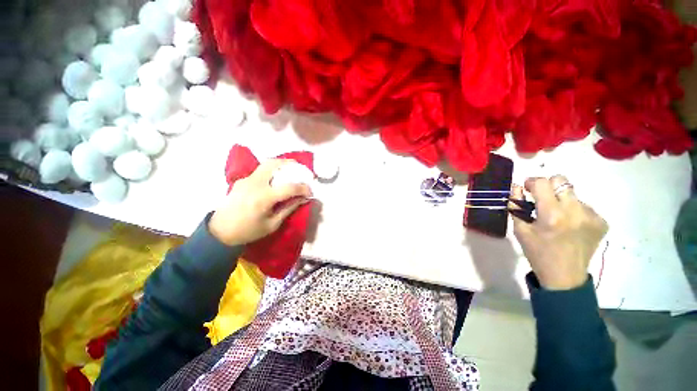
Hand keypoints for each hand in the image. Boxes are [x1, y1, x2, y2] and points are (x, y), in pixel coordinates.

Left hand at [209, 159, 311, 245]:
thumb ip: (289, 208)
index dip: (303, 188)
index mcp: (263, 198)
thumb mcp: (273, 224)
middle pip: (273, 164)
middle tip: (300, 168)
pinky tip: (275, 180)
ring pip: (265, 164)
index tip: (310, 192)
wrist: (220, 232)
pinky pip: (260, 171)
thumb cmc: (248, 231)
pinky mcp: (242, 180)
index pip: (289, 187)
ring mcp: (246, 180)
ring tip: (290, 170)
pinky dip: (271, 171)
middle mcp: (254, 184)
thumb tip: (303, 198)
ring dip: (280, 164)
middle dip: (290, 163)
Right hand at [510, 176, 607, 290]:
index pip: (542, 183)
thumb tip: (517, 187)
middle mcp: (575, 211)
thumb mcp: (519, 230)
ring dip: (561, 200)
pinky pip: (584, 206)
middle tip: (542, 199)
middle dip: (548, 186)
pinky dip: (574, 211)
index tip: (527, 188)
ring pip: (573, 194)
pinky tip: (570, 225)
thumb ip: (516, 206)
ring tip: (557, 218)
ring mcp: (592, 216)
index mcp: (552, 215)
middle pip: (562, 181)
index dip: (532, 181)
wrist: (565, 276)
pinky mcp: (601, 222)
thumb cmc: (537, 252)